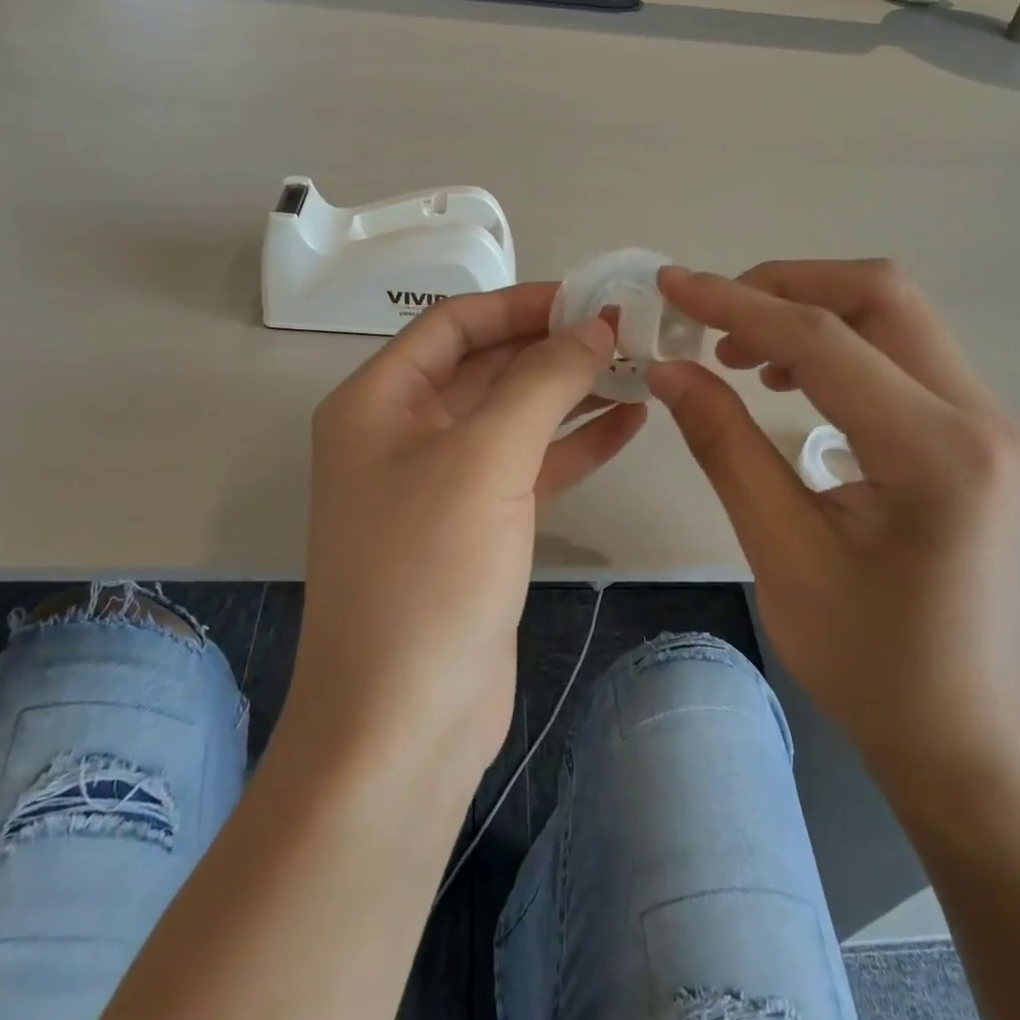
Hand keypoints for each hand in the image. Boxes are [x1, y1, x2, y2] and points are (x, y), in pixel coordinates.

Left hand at [296, 284, 645, 777]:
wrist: (405, 721)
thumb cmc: (429, 573)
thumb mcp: (486, 459)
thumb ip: (543, 382)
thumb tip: (595, 326)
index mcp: (379, 401)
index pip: (454, 324)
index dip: (521, 303)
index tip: (589, 297)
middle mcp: (404, 433)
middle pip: (487, 367)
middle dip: (554, 347)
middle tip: (628, 331)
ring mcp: (442, 483)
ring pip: (515, 417)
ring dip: (572, 393)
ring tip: (640, 369)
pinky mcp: (479, 527)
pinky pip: (530, 466)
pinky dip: (575, 444)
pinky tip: (628, 424)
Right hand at [648, 261, 1019, 776]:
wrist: (958, 726)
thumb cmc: (866, 657)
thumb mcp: (779, 550)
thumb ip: (723, 444)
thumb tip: (668, 367)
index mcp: (933, 451)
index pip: (823, 339)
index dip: (737, 303)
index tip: (672, 286)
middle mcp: (976, 415)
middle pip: (878, 294)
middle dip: (783, 286)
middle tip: (710, 318)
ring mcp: (983, 419)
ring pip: (892, 315)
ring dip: (809, 311)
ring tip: (740, 353)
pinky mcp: (972, 432)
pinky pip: (901, 353)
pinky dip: (837, 343)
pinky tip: (790, 382)